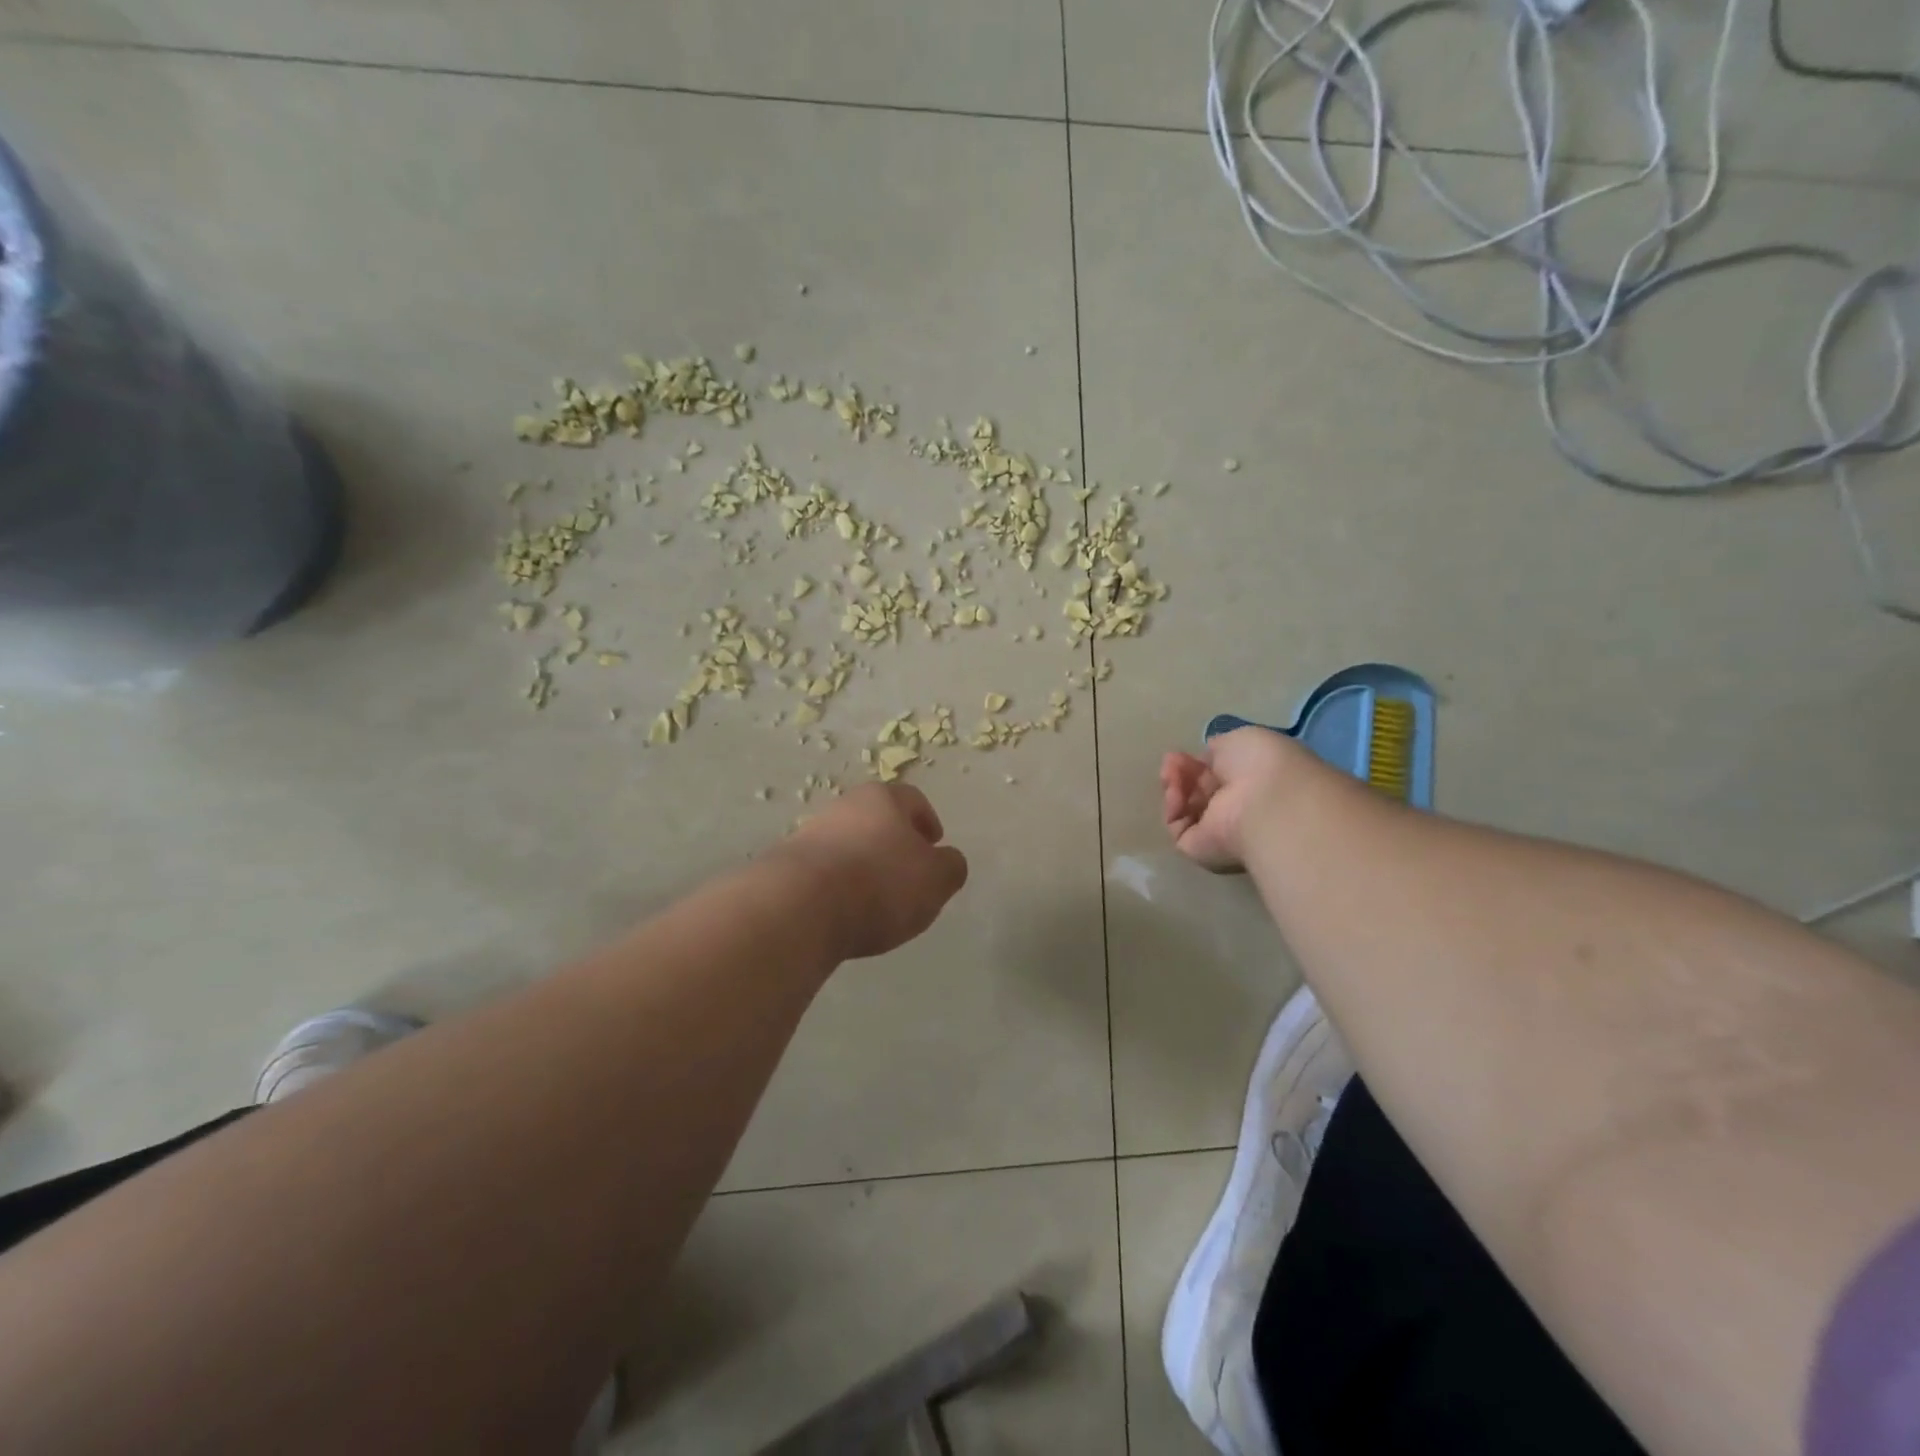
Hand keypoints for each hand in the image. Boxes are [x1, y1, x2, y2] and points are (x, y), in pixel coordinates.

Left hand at [776, 783, 969, 959]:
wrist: (799, 907)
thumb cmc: (880, 884)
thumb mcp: (936, 879)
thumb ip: (951, 867)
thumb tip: (947, 861)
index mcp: (883, 798)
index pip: (913, 800)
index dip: (928, 822)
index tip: (934, 845)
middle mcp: (844, 806)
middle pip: (877, 820)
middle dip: (894, 844)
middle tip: (907, 875)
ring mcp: (810, 833)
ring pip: (848, 844)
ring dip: (864, 865)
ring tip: (875, 902)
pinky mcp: (786, 865)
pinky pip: (824, 871)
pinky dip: (838, 886)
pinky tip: (844, 912)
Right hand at [1161, 727, 1312, 871]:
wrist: (1266, 804)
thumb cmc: (1263, 765)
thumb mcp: (1241, 740)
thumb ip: (1220, 749)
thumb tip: (1207, 759)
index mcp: (1255, 781)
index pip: (1220, 773)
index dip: (1200, 762)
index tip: (1182, 753)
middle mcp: (1238, 807)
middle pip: (1200, 789)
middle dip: (1183, 772)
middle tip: (1172, 761)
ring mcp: (1220, 831)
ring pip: (1186, 807)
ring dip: (1174, 786)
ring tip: (1171, 774)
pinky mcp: (1200, 849)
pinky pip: (1178, 827)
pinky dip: (1173, 808)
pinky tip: (1176, 793)